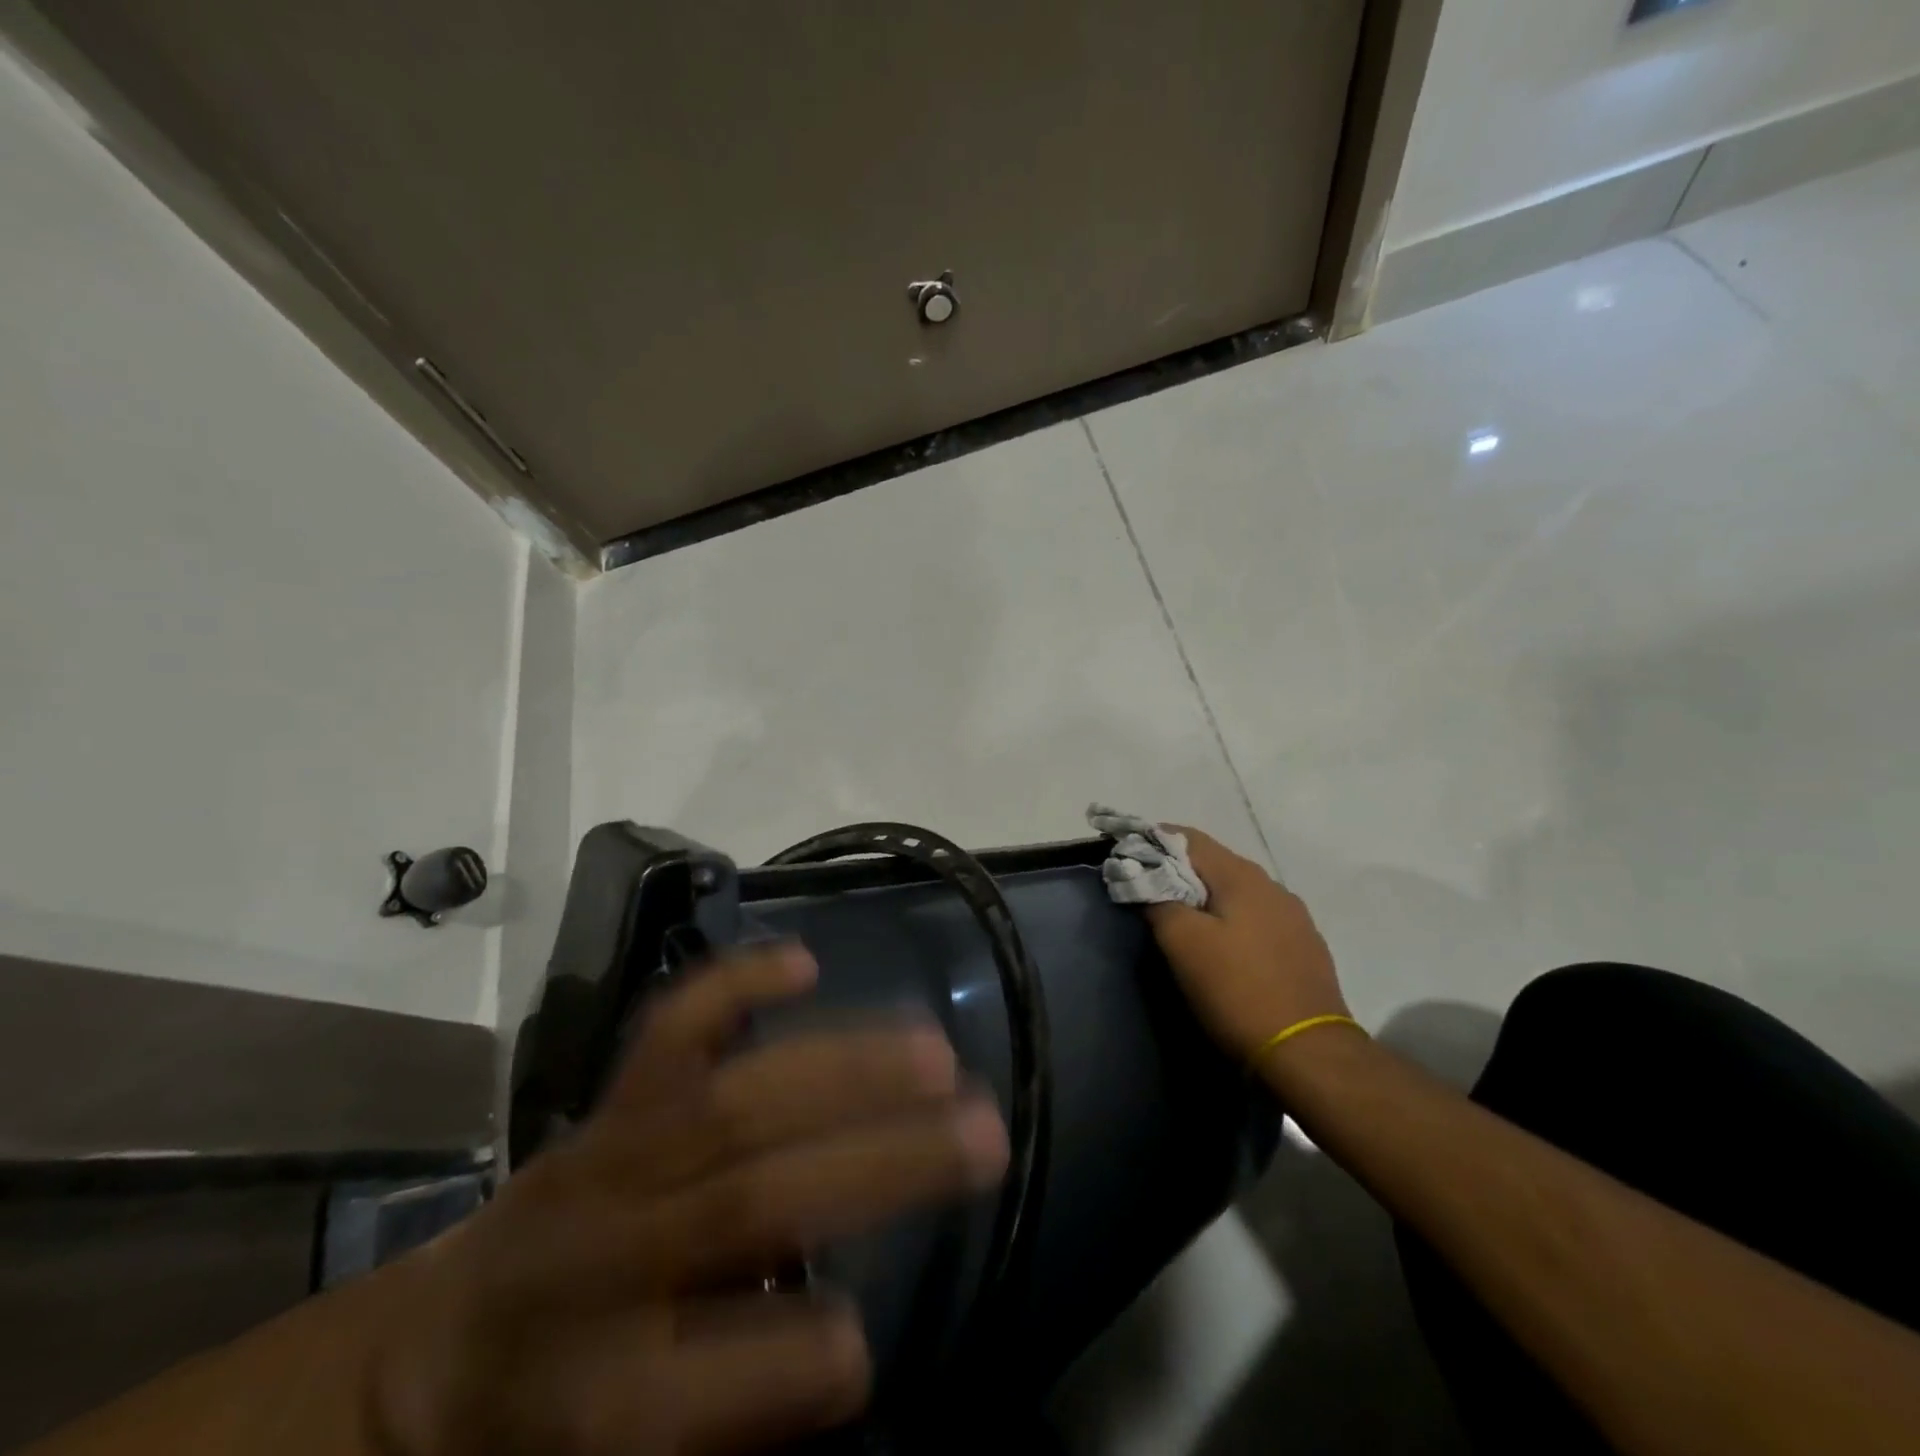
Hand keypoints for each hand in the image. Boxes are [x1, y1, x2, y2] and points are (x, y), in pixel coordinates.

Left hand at [366, 944, 1008, 1455]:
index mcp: (596, 1392)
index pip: (709, 1379)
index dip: (799, 1361)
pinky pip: (670, 1029)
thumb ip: (735, 1408)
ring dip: (845, 1069)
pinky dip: (735, 984)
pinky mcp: (613, 1101)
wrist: (432, 1353)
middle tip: (983, 1131)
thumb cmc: (548, 1421)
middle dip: (877, 1163)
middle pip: (749, 1199)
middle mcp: (605, 1255)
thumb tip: (847, 1335)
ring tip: (935, 1052)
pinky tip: (804, 961)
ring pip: (734, 1100)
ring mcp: (611, 1156)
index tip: (863, 1342)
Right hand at [1146, 828, 1350, 1063]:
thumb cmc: (1237, 990)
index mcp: (1242, 876)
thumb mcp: (1182, 943)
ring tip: (1178, 920)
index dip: (1152, 841)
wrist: (1308, 1055)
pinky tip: (1219, 947)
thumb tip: (1145, 880)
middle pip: (1213, 863)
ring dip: (1204, 898)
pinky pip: (1255, 919)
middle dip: (1176, 871)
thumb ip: (1158, 901)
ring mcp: (1294, 918)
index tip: (1125, 856)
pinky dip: (1228, 921)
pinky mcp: (1303, 949)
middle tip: (1144, 891)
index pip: (1188, 838)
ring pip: (1235, 893)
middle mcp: (1272, 887)